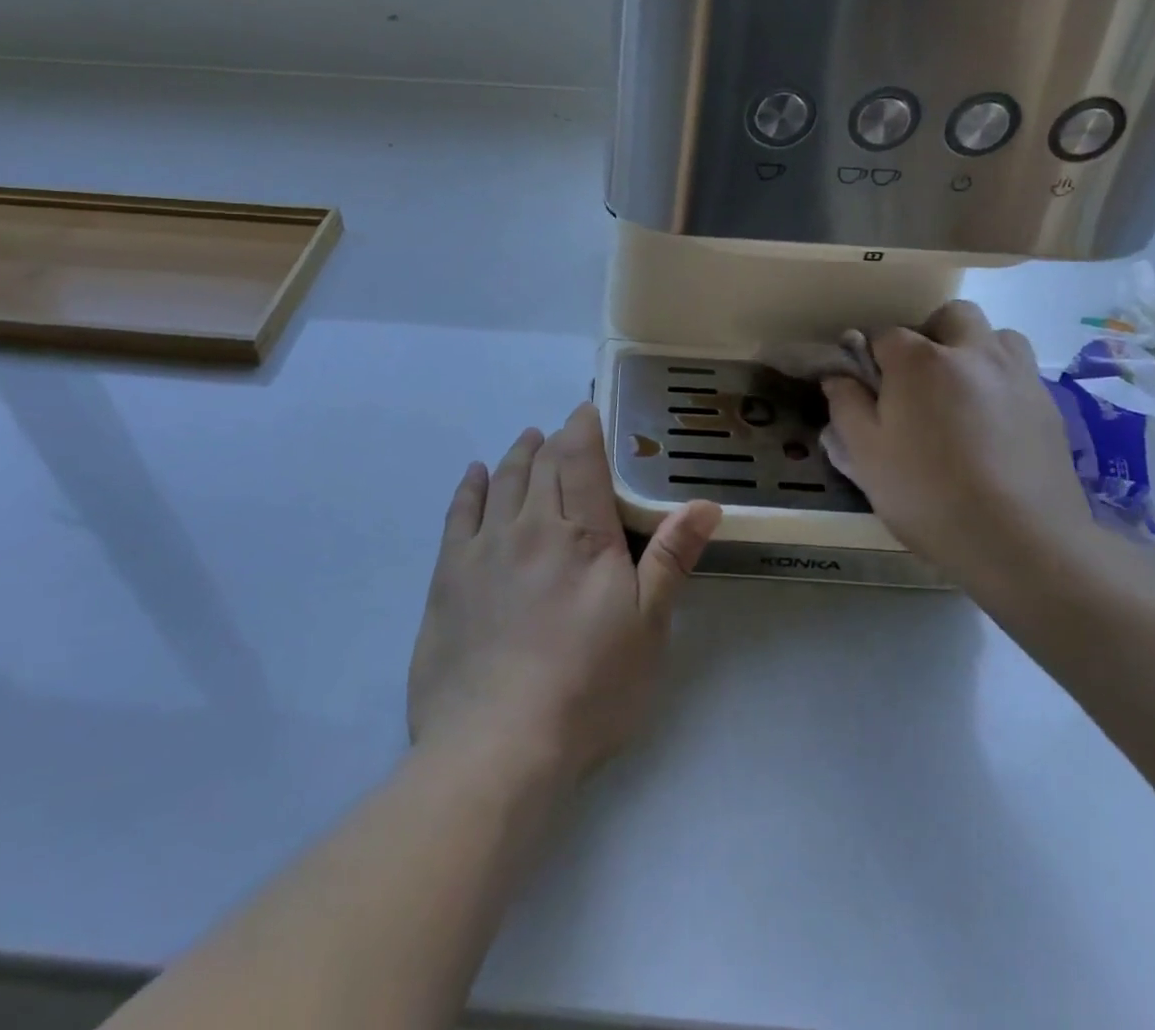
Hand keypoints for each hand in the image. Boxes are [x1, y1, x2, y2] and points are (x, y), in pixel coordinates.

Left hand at [408, 403, 721, 780]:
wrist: (498, 744)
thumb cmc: (588, 688)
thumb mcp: (648, 628)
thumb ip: (671, 558)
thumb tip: (705, 503)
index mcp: (583, 535)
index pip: (581, 460)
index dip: (584, 428)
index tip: (586, 410)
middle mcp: (531, 526)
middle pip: (541, 465)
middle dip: (553, 440)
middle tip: (561, 430)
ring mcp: (485, 548)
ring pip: (502, 481)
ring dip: (517, 454)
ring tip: (527, 439)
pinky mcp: (449, 575)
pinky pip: (460, 513)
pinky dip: (471, 486)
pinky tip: (476, 474)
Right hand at [820, 301, 1091, 591]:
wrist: (1021, 542)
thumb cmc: (928, 494)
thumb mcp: (865, 455)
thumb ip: (846, 406)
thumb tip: (838, 376)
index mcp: (919, 360)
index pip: (885, 334)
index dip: (871, 357)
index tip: (867, 386)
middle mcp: (972, 352)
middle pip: (950, 317)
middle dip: (930, 335)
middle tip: (917, 380)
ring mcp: (1017, 375)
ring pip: (996, 336)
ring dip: (974, 351)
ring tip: (961, 394)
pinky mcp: (1049, 404)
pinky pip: (1019, 372)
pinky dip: (1001, 381)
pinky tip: (992, 424)